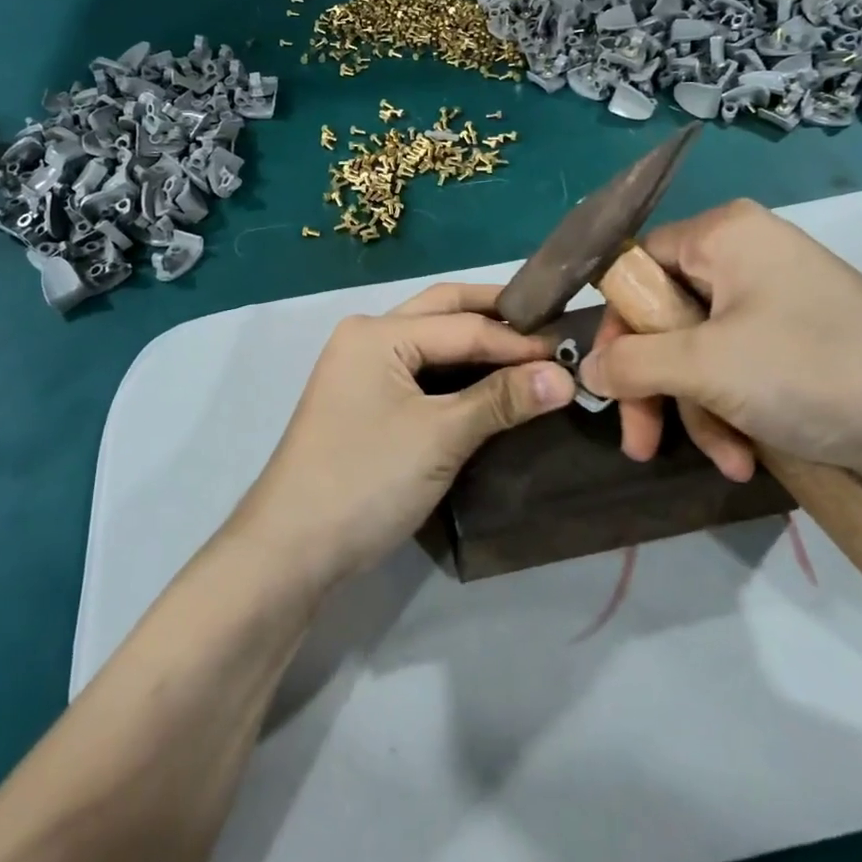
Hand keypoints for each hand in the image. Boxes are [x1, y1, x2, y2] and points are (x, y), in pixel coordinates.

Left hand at [231, 283, 574, 591]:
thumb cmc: (365, 481)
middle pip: (442, 312)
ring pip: (430, 341)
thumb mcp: (440, 437)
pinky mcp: (364, 401)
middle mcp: (366, 338)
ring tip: (529, 352)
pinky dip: (457, 371)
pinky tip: (490, 382)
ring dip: (476, 341)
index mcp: (377, 333)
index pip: (463, 326)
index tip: (571, 353)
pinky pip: (420, 371)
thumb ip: (501, 400)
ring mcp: (361, 369)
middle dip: (495, 316)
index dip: (519, 342)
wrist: (290, 549)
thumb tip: (565, 375)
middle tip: (549, 327)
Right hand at [580, 199, 861, 487]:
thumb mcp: (704, 365)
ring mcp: (772, 301)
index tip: (610, 382)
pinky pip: (735, 369)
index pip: (636, 267)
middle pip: (664, 318)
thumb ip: (630, 364)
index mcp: (721, 235)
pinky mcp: (795, 342)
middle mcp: (743, 256)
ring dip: (698, 411)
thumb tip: (586, 374)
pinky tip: (747, 457)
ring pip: (698, 353)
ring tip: (725, 460)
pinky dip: (732, 412)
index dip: (618, 327)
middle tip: (641, 442)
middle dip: (656, 387)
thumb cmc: (809, 369)